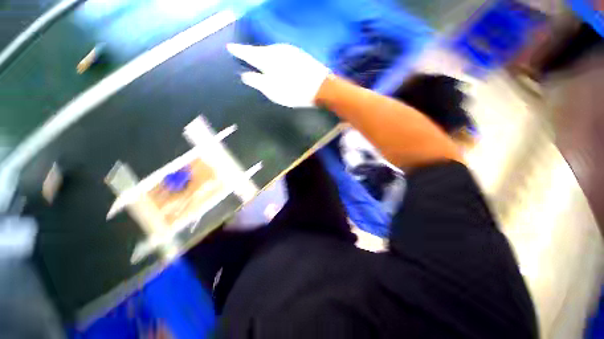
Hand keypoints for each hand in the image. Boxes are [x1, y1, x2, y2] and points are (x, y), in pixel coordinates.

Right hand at [227, 43, 330, 107]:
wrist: (320, 87)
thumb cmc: (295, 92)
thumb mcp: (273, 91)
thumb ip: (257, 82)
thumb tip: (245, 76)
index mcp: (268, 60)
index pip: (248, 53)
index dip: (239, 51)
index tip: (230, 47)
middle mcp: (277, 51)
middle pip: (260, 50)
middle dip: (251, 52)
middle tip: (243, 54)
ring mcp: (289, 51)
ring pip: (271, 51)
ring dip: (264, 54)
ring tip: (259, 58)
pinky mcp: (299, 54)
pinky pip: (281, 53)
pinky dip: (275, 56)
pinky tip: (277, 61)